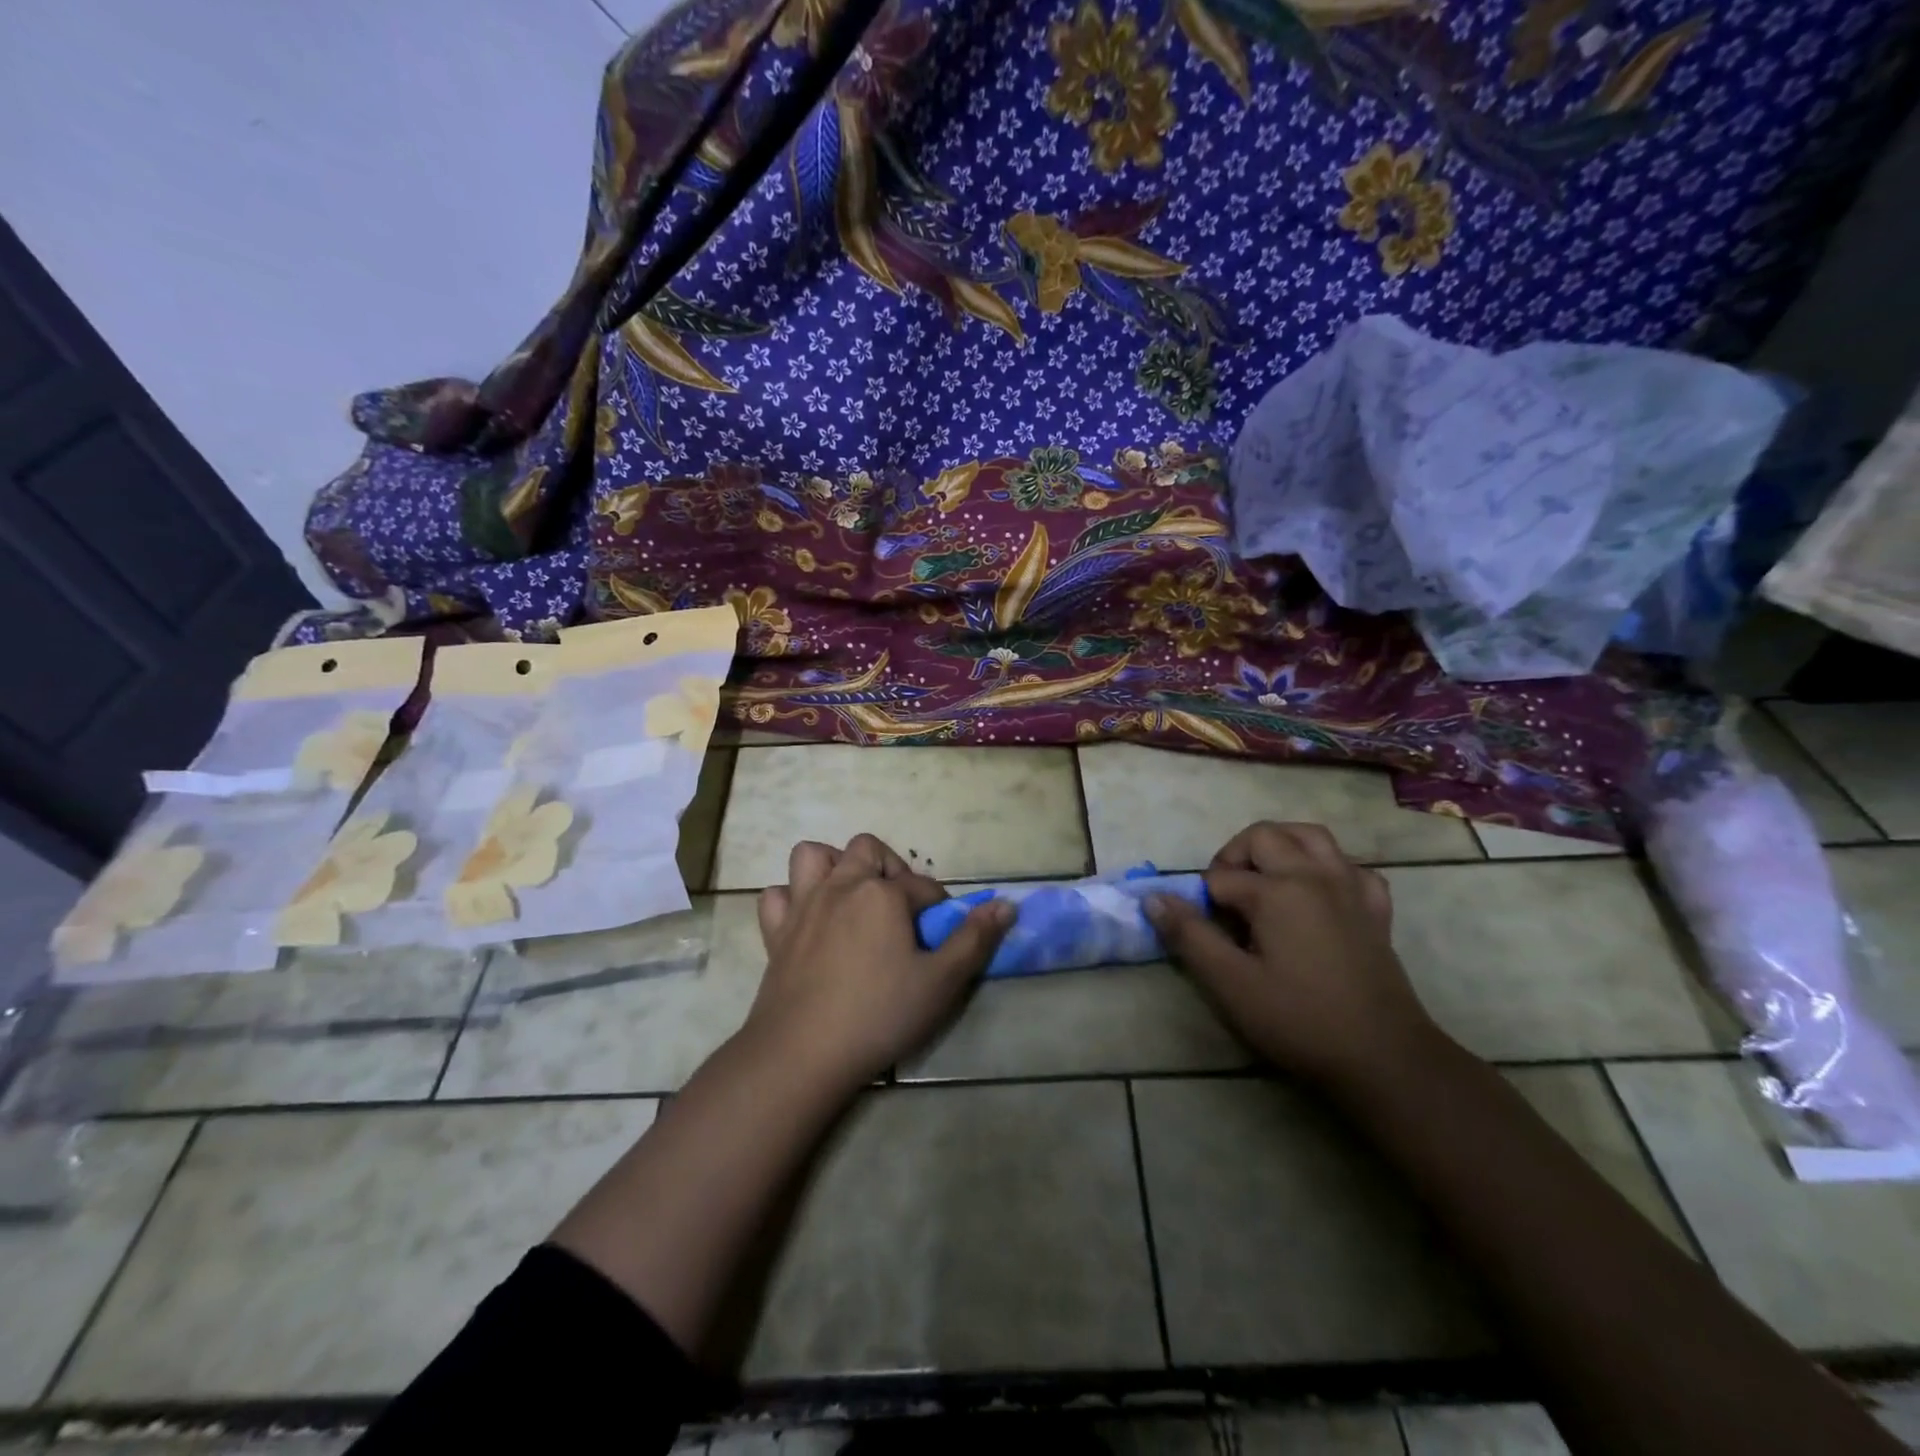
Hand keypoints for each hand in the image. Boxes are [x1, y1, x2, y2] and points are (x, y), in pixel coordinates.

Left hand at [746, 833, 1013, 1092]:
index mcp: (882, 893)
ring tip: (852, 898)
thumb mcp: (941, 982)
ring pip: (813, 856)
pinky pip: (777, 895)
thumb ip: (974, 939)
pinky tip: (808, 921)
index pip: (923, 885)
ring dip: (834, 866)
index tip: (942, 935)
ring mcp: (803, 905)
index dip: (939, 907)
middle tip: (900, 908)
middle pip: (868, 850)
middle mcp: (841, 885)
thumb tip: (1006, 904)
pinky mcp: (775, 931)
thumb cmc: (879, 1014)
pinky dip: (792, 899)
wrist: (803, 1052)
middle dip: (889, 869)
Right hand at [1144, 821, 1440, 1091]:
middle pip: (1264, 837)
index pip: (1220, 878)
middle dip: (1234, 857)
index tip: (1203, 933)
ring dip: (1280, 845)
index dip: (1202, 902)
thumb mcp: (1231, 983)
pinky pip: (1351, 867)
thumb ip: (1189, 935)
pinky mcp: (1375, 910)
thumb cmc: (1299, 1020)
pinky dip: (1328, 868)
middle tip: (1224, 898)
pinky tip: (1317, 894)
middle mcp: (1314, 875)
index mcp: (1277, 890)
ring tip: (1263, 878)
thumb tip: (1153, 898)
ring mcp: (1350, 888)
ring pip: (1311, 837)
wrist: (1384, 1058)